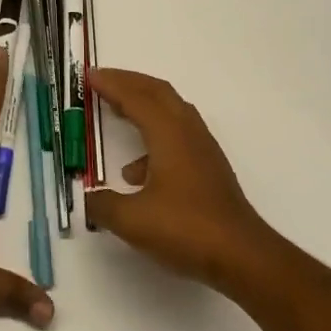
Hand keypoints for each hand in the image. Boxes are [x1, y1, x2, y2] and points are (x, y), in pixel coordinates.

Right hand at [84, 69, 284, 297]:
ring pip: (170, 111)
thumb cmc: (186, 229)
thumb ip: (104, 205)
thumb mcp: (133, 220)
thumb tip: (88, 198)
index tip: (89, 76)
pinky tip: (137, 172)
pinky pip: (177, 135)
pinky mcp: (208, 167)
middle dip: (129, 82)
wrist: (241, 255)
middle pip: (158, 92)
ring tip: (116, 114)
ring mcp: (202, 149)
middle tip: (102, 81)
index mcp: (169, 133)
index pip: (136, 97)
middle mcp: (188, 132)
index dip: (111, 84)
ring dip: (143, 105)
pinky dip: (154, 137)